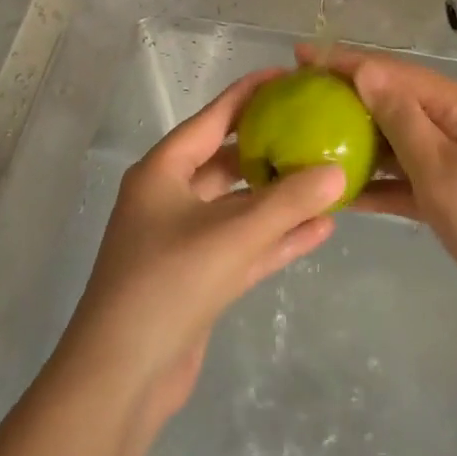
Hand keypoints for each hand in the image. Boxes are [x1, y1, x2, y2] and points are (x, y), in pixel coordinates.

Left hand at [56, 68, 347, 427]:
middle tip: (315, 129)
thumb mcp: (231, 236)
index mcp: (162, 171)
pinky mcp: (198, 278)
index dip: (250, 95)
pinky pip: (243, 245)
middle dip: (270, 148)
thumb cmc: (167, 284)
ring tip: (327, 178)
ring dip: (279, 197)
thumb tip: (337, 171)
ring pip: (239, 206)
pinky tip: (320, 229)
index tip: (288, 77)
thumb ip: (287, 202)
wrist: (120, 378)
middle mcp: (170, 198)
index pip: (213, 118)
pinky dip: (276, 237)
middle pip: (228, 161)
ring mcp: (183, 240)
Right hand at [310, 45, 456, 347]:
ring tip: (305, 137)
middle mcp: (452, 122)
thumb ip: (401, 118)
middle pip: (391, 100)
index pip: (393, 72)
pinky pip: (401, 176)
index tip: (300, 55)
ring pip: (393, 139)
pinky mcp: (445, 191)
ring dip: (354, 139)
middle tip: (294, 98)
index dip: (346, 61)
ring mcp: (450, 158)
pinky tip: (338, 188)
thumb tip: (364, 70)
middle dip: (345, 97)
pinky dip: (374, 181)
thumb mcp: (442, 168)